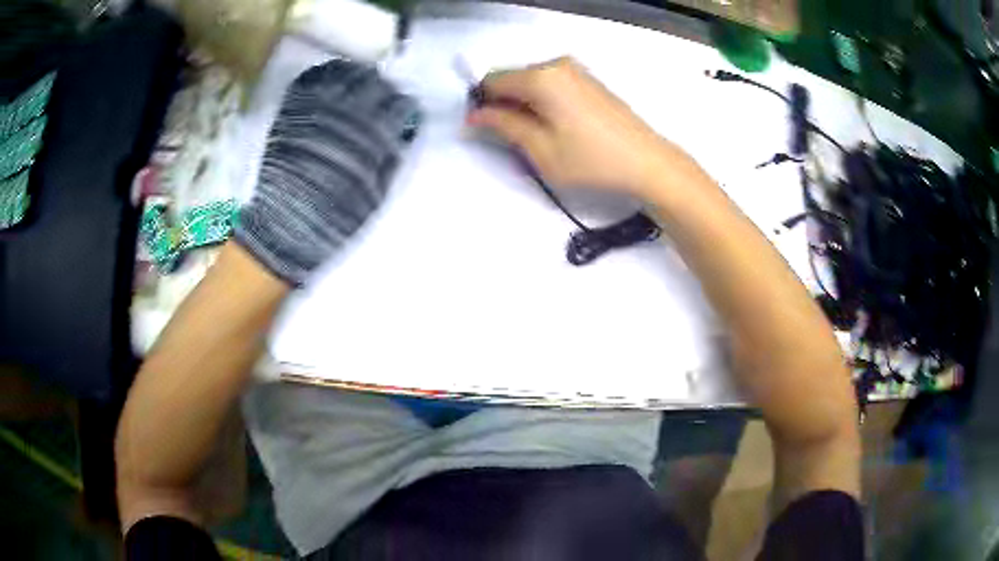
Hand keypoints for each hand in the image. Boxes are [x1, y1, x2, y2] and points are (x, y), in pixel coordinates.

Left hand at [235, 60, 419, 286]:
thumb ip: (392, 159)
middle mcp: (347, 112)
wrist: (284, 224)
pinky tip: (330, 85)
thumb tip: (403, 134)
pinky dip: (326, 76)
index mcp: (373, 134)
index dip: (405, 108)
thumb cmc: (334, 217)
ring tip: (356, 88)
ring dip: (355, 77)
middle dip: (382, 89)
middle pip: (375, 82)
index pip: (400, 105)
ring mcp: (317, 105)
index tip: (404, 114)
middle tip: (381, 99)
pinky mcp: (292, 107)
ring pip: (345, 72)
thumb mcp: (375, 194)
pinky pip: (312, 77)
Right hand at [468, 57, 697, 197]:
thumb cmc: (591, 160)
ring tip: (540, 139)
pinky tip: (558, 129)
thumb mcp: (540, 149)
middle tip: (515, 141)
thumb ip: (503, 126)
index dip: (482, 104)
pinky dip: (544, 103)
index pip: (492, 80)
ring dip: (525, 106)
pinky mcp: (589, 81)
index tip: (486, 131)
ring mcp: (576, 71)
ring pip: (532, 83)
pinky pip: (552, 86)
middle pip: (513, 79)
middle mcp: (557, 64)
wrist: (648, 163)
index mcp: (541, 77)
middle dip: (504, 105)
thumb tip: (475, 115)